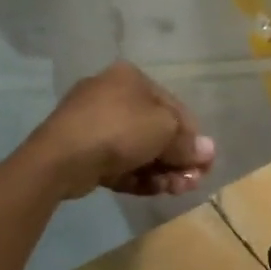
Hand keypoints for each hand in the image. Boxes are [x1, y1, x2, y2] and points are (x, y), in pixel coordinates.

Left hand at [22, 63, 217, 199]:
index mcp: (131, 78)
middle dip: (177, 159)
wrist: (62, 157)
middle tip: (191, 182)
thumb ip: (187, 142)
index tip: (204, 163)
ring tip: (174, 190)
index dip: (193, 136)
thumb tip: (207, 151)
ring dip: (161, 171)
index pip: (174, 107)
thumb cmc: (119, 130)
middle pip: (156, 131)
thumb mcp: (164, 130)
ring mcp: (95, 124)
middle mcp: (112, 96)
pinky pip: (119, 163)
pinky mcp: (85, 151)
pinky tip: (153, 190)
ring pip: (139, 150)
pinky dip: (138, 176)